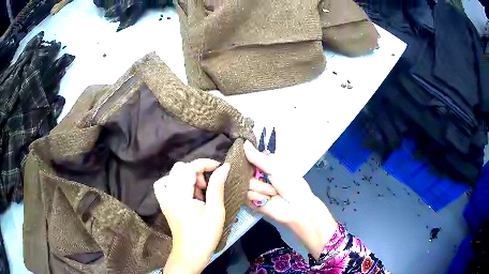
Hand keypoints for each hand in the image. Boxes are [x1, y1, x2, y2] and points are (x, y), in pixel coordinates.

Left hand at [154, 159, 229, 273]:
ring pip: (173, 174)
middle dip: (197, 172)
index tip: (220, 168)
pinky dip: (175, 182)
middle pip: (180, 168)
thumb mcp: (215, 211)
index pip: (189, 167)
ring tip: (198, 192)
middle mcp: (168, 193)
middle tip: (208, 187)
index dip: (205, 163)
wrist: (190, 253)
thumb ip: (217, 186)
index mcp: (180, 195)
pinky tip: (185, 192)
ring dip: (188, 177)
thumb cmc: (205, 235)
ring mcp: (163, 198)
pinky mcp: (163, 203)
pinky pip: (165, 184)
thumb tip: (224, 167)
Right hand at [244, 141, 337, 258]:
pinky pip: (245, 195)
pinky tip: (266, 199)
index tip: (239, 153)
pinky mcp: (250, 202)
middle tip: (268, 179)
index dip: (244, 157)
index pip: (248, 158)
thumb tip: (244, 143)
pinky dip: (256, 196)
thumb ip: (258, 158)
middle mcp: (257, 177)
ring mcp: (253, 189)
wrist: (297, 208)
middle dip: (256, 176)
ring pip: (245, 183)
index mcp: (265, 166)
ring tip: (273, 192)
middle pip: (243, 171)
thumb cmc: (291, 185)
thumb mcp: (276, 168)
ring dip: (260, 188)